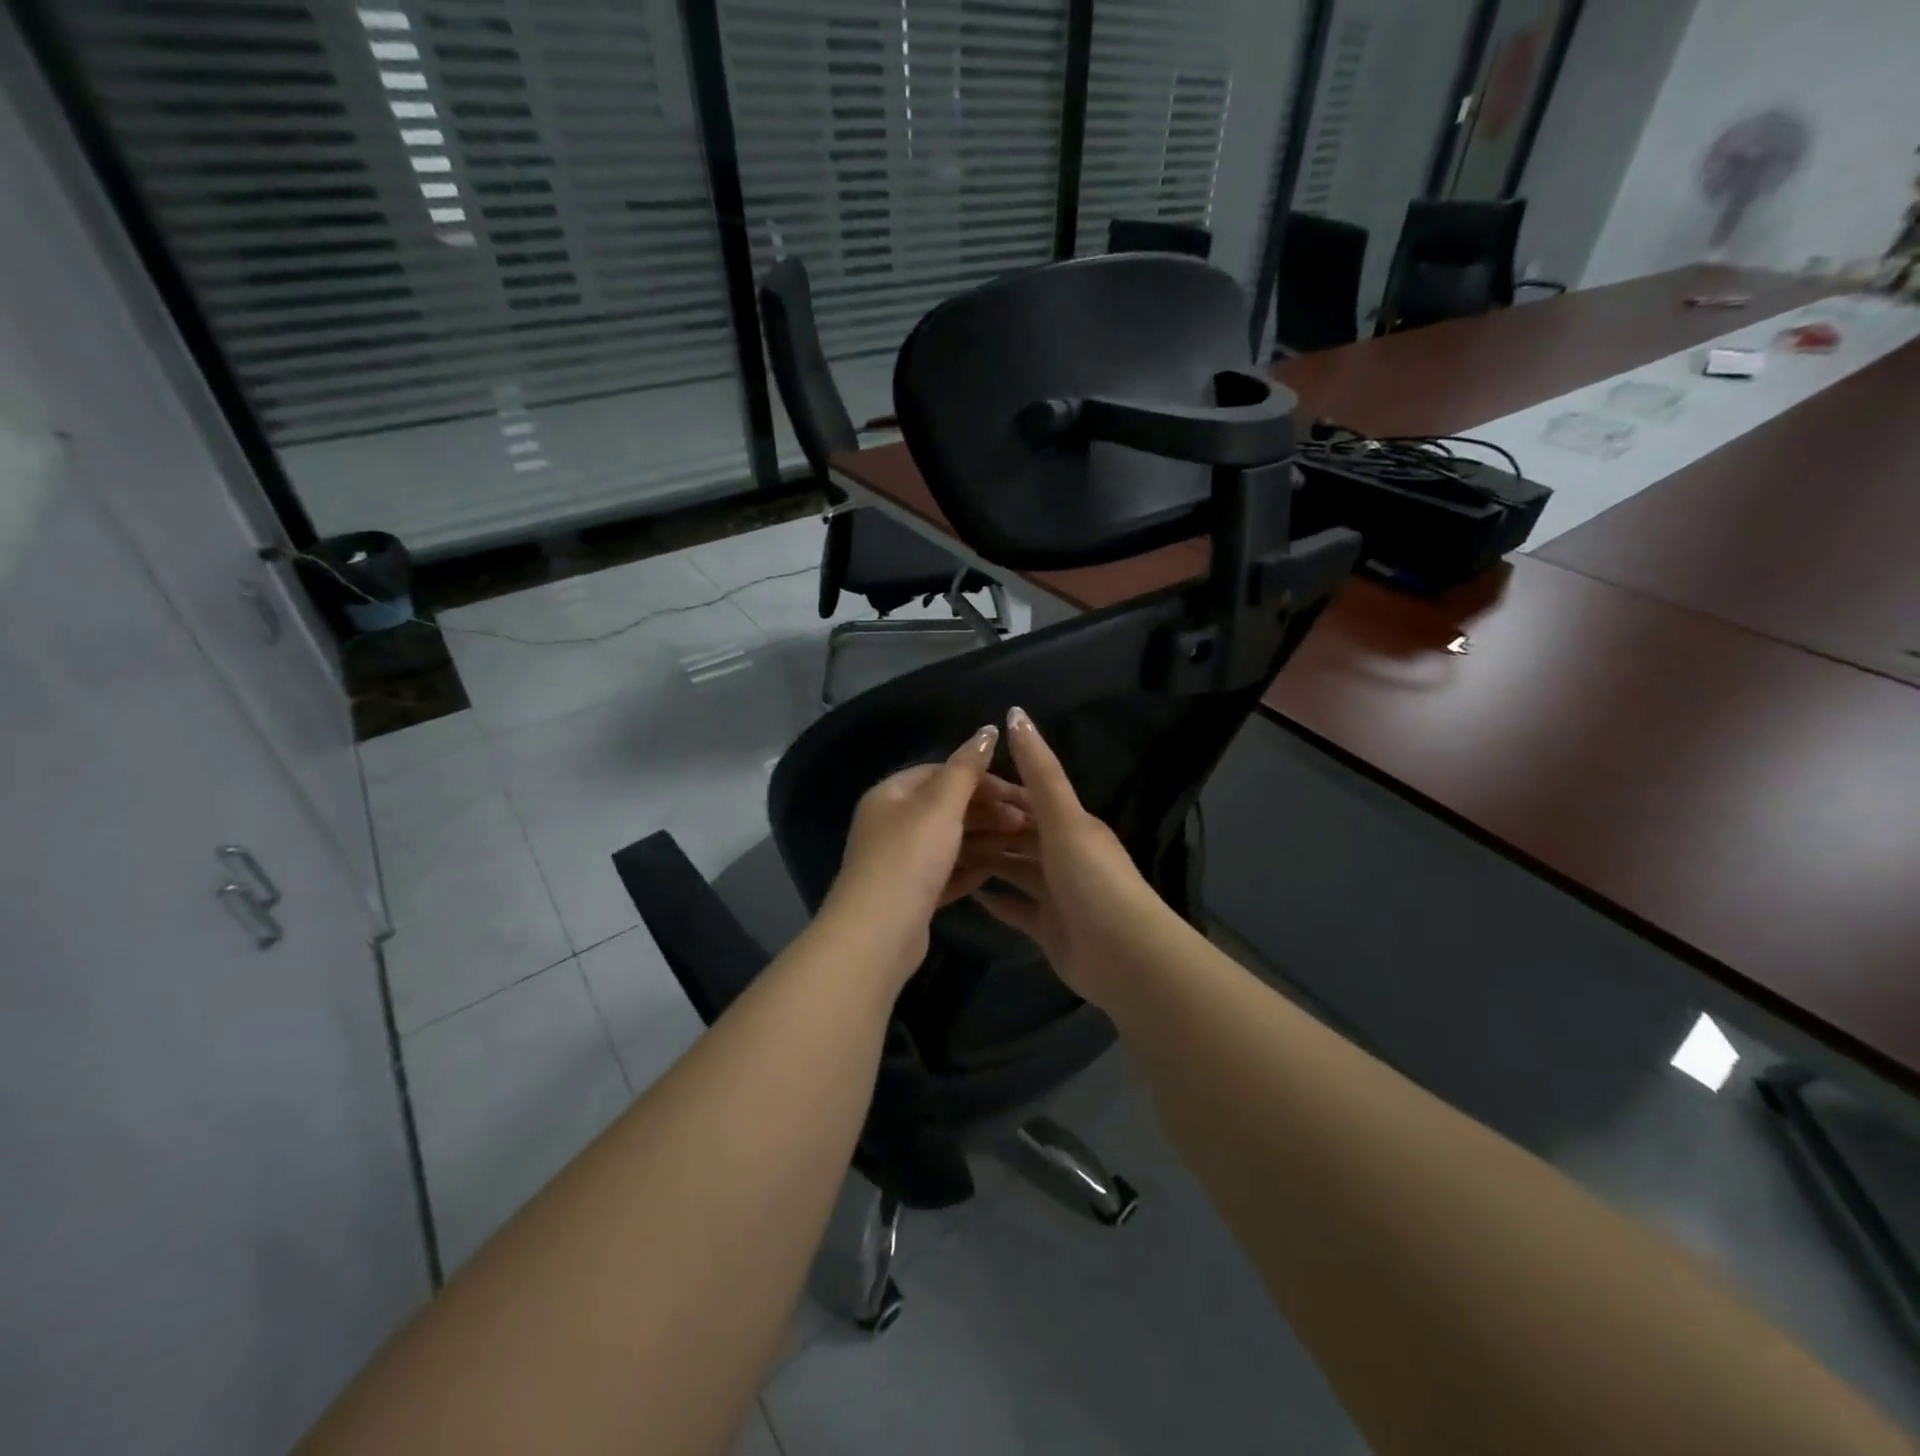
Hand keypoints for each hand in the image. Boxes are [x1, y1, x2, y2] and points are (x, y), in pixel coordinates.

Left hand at [822, 725, 1029, 986]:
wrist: (877, 934)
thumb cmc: (910, 857)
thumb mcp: (941, 806)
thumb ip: (966, 768)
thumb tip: (988, 729)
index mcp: (891, 794)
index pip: (941, 772)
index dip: (981, 777)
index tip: (1019, 790)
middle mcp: (892, 823)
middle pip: (947, 807)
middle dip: (988, 810)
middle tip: (1027, 821)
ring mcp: (900, 861)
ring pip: (950, 840)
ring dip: (985, 838)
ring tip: (1022, 843)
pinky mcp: (911, 894)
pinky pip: (946, 871)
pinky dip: (970, 867)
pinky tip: (997, 869)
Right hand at [972, 707, 1160, 1005]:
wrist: (1123, 954)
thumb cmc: (1091, 877)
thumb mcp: (1063, 817)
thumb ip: (1039, 770)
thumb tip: (1015, 713)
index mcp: (1072, 825)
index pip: (1028, 799)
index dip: (996, 791)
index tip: (957, 785)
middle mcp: (1065, 855)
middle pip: (1019, 835)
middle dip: (986, 828)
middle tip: (939, 824)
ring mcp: (1057, 894)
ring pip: (1016, 869)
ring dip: (987, 861)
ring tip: (944, 854)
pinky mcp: (1049, 928)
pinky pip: (1016, 908)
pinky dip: (996, 900)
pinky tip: (968, 893)